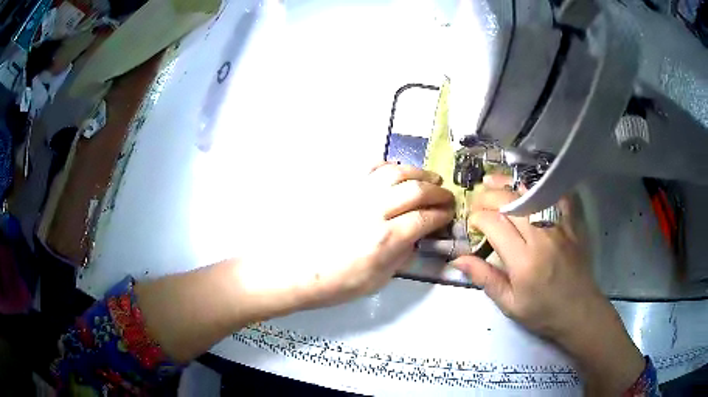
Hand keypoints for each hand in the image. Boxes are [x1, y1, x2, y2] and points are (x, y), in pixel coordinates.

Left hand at [236, 163, 454, 314]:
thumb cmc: (335, 284)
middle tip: (446, 196)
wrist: (295, 271)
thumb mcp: (376, 281)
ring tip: (428, 178)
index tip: (449, 214)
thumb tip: (416, 238)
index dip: (442, 215)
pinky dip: (388, 167)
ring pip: (395, 172)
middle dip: (437, 191)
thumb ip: (402, 257)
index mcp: (385, 239)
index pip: (424, 218)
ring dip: (418, 173)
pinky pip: (369, 167)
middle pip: (416, 190)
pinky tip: (395, 173)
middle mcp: (374, 210)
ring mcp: (355, 195)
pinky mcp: (340, 188)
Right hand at [452, 174, 644, 394]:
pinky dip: (542, 186)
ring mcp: (559, 227)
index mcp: (523, 260)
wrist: (579, 311)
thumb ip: (485, 278)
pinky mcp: (571, 224)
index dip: (477, 217)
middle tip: (476, 201)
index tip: (471, 223)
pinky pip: (557, 195)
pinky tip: (529, 184)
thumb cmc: (542, 312)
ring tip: (492, 179)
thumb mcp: (509, 304)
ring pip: (531, 194)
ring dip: (508, 184)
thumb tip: (458, 259)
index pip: (494, 223)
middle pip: (511, 203)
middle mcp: (541, 237)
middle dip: (488, 196)